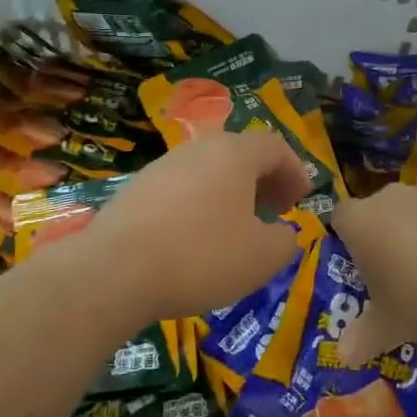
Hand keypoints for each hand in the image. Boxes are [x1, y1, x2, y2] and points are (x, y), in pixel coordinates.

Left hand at [78, 129, 310, 321]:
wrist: (115, 270)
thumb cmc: (200, 256)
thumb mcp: (261, 258)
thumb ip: (285, 242)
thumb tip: (285, 234)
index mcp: (234, 154)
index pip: (275, 146)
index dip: (294, 171)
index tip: (301, 200)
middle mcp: (200, 148)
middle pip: (241, 153)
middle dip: (264, 180)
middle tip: (274, 211)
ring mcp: (164, 165)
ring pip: (210, 169)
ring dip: (231, 192)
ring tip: (236, 227)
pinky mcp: (138, 187)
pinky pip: (182, 187)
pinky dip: (200, 203)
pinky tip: (195, 238)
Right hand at [332, 184, 416, 364]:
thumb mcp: (389, 327)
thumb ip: (363, 338)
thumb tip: (344, 355)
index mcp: (361, 222)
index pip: (340, 217)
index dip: (348, 237)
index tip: (360, 263)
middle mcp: (389, 198)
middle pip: (378, 211)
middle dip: (386, 235)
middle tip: (398, 272)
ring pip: (415, 209)